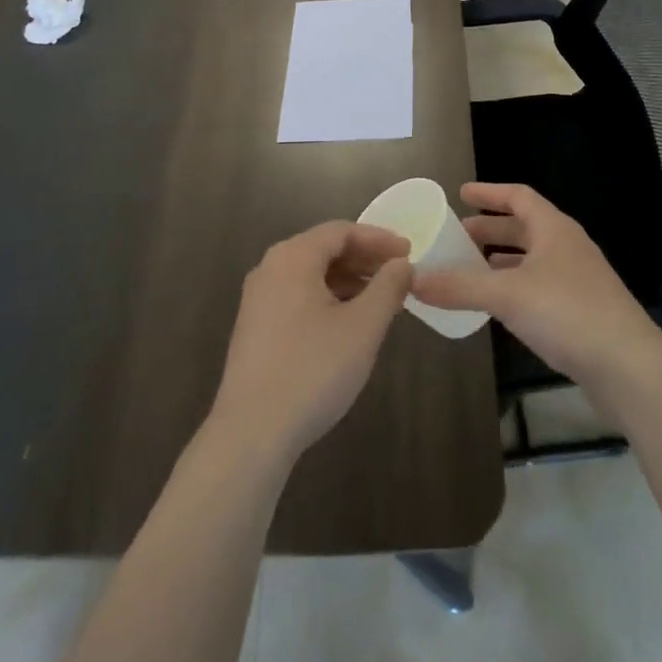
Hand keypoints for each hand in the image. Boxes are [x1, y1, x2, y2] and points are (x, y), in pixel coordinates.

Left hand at [209, 222, 413, 463]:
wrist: (252, 431)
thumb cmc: (313, 369)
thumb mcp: (363, 327)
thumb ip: (388, 288)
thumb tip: (403, 264)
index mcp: (293, 257)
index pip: (341, 231)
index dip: (379, 239)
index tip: (409, 253)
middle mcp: (270, 268)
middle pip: (324, 249)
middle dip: (364, 259)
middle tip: (399, 275)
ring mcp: (258, 298)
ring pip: (311, 274)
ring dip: (348, 280)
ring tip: (381, 300)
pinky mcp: (255, 327)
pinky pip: (298, 295)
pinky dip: (328, 298)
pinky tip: (349, 323)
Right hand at [413, 183, 661, 385]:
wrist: (628, 367)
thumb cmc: (568, 313)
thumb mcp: (507, 295)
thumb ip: (459, 286)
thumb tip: (412, 279)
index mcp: (554, 229)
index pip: (519, 196)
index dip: (489, 192)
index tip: (461, 193)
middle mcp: (567, 247)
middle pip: (524, 227)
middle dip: (490, 229)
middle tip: (456, 236)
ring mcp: (577, 279)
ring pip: (531, 259)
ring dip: (500, 260)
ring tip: (468, 269)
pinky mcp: (580, 310)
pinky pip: (538, 285)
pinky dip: (513, 286)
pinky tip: (496, 305)